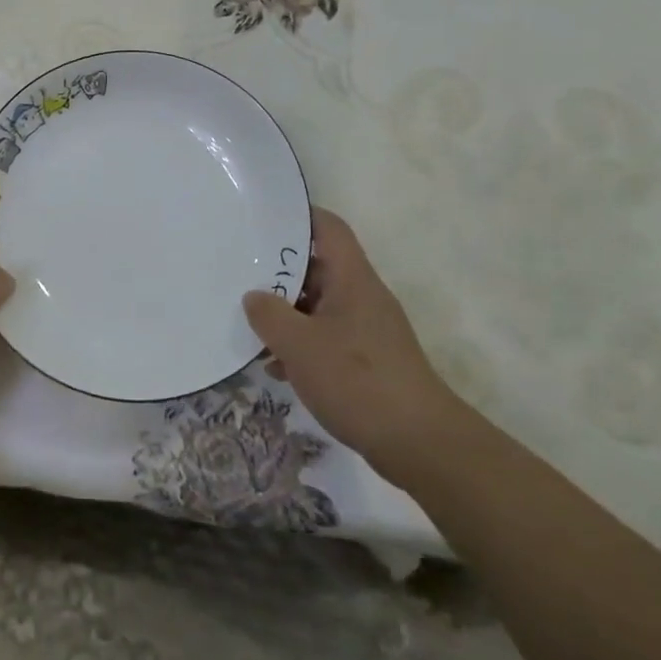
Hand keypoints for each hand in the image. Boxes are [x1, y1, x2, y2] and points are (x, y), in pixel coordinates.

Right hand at [243, 208, 460, 482]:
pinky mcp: (369, 361)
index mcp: (352, 278)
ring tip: (251, 327)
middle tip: (241, 277)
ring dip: (287, 315)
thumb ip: (269, 315)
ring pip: (319, 306)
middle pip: (318, 268)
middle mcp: (362, 296)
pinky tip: (277, 368)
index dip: (298, 216)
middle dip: (280, 274)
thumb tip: (254, 297)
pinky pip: (327, 338)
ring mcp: (367, 329)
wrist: (419, 443)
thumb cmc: (357, 379)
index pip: (328, 228)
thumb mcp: (299, 344)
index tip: (263, 219)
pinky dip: (302, 345)